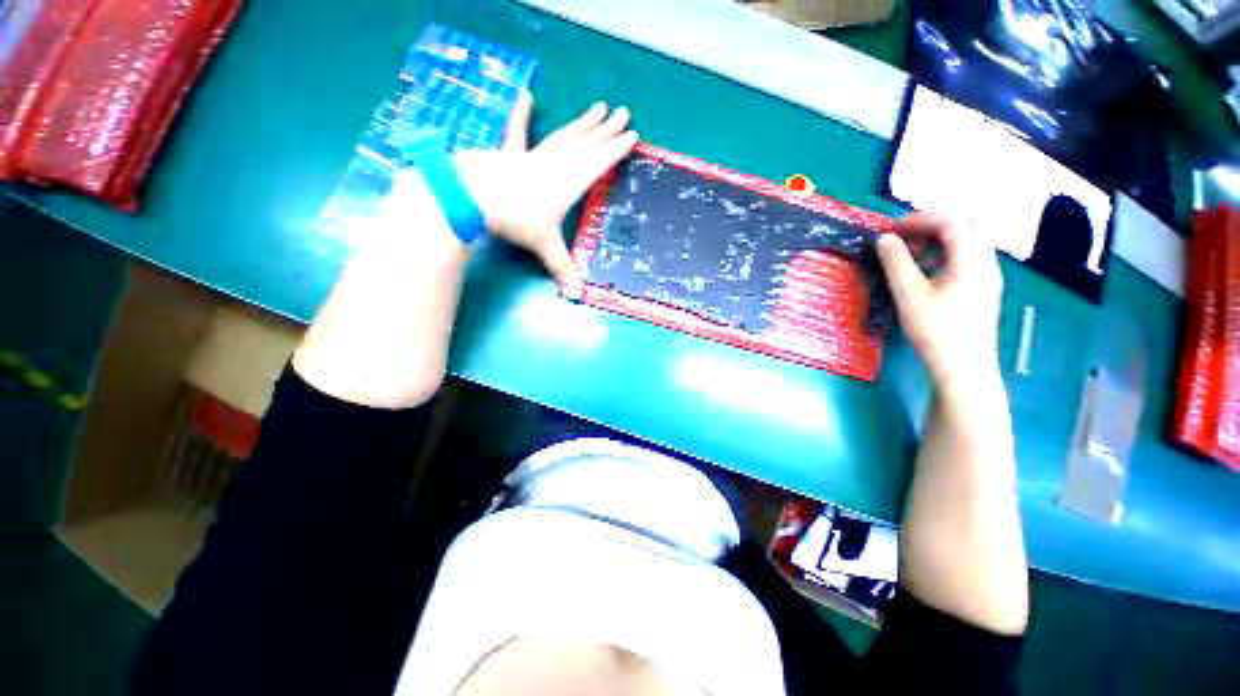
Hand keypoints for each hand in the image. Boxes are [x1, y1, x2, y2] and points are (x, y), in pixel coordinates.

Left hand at [454, 92, 638, 294]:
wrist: (475, 197)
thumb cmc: (517, 220)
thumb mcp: (545, 247)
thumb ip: (563, 269)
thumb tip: (577, 297)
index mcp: (570, 182)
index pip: (599, 162)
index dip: (616, 149)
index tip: (633, 134)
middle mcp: (556, 164)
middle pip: (587, 143)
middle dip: (606, 129)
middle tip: (623, 112)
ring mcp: (534, 156)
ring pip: (564, 136)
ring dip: (582, 123)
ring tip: (597, 107)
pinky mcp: (512, 156)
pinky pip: (519, 133)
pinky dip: (522, 116)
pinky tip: (526, 96)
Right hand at [877, 215, 1003, 398]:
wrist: (964, 369)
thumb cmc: (936, 330)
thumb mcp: (909, 294)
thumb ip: (896, 262)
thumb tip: (883, 239)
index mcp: (972, 258)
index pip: (950, 221)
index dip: (918, 219)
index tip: (890, 228)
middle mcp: (986, 262)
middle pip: (961, 230)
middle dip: (926, 228)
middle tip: (897, 238)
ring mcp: (987, 277)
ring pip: (963, 246)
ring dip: (933, 243)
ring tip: (905, 254)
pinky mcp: (981, 291)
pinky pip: (964, 261)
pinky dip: (941, 257)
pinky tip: (923, 273)